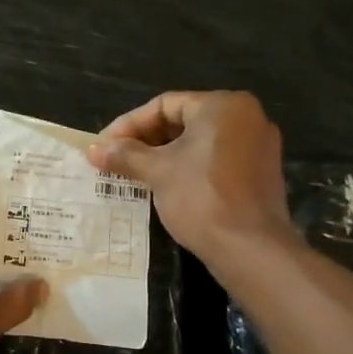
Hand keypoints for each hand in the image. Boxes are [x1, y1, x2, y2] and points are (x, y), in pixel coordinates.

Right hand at [87, 91, 292, 263]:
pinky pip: (216, 159)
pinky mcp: (260, 172)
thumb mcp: (157, 172)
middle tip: (115, 159)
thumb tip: (92, 148)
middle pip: (183, 120)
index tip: (103, 145)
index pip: (164, 105)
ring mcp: (258, 145)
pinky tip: (164, 186)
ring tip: (133, 174)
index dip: (128, 125)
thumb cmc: (201, 198)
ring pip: (199, 142)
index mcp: (222, 106)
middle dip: (145, 140)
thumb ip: (125, 155)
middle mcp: (246, 116)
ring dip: (164, 155)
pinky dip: (188, 167)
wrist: (250, 248)